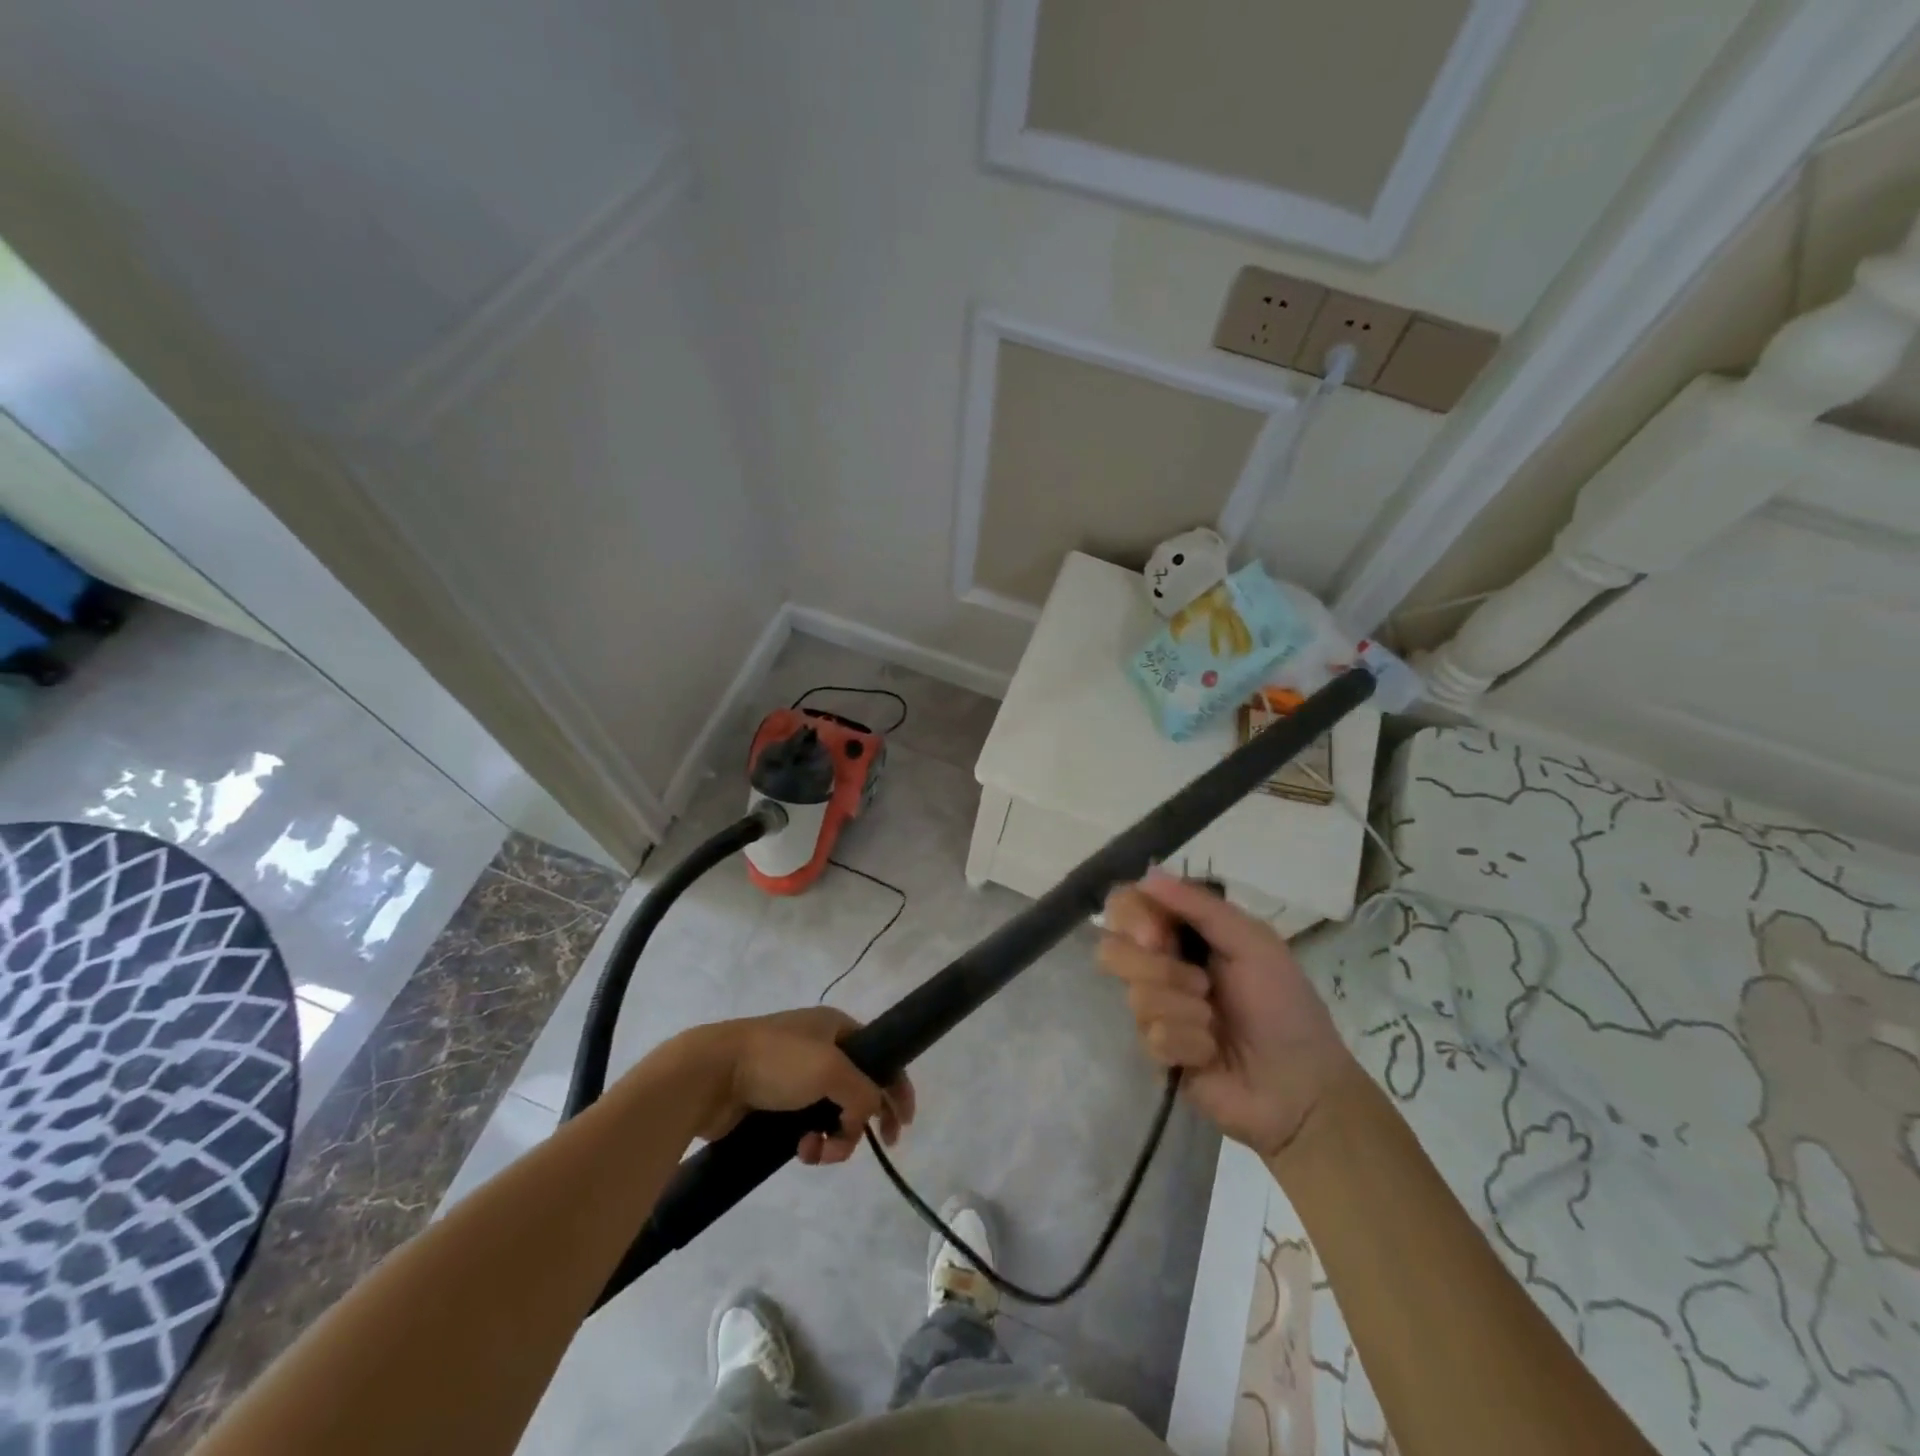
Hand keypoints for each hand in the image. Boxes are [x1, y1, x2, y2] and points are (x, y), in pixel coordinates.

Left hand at [661, 1008, 915, 1165]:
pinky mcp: (774, 1102)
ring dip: (835, 1137)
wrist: (710, 1074)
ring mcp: (795, 1075)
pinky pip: (807, 1125)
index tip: (903, 1124)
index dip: (897, 1086)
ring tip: (818, 1151)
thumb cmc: (777, 1062)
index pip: (881, 1055)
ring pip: (833, 1112)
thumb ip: (863, 1093)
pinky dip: (811, 1142)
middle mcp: (820, 1047)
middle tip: (872, 1146)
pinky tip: (800, 1151)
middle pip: (859, 1087)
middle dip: (863, 1119)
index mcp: (836, 1026)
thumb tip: (867, 1116)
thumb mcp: (832, 1070)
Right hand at [1099, 874, 1356, 1160]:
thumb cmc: (1284, 1006)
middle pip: (1112, 948)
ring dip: (1184, 1009)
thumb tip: (1147, 874)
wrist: (1300, 1087)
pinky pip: (1151, 1035)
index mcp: (1182, 932)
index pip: (1126, 906)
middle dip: (1159, 969)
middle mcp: (1160, 964)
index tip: (1157, 935)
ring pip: (1134, 995)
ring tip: (1215, 1023)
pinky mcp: (1156, 1051)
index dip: (1131, 918)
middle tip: (1200, 985)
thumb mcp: (1253, 942)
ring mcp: (1156, 1009)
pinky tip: (1210, 1053)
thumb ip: (1200, 905)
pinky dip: (1189, 1043)